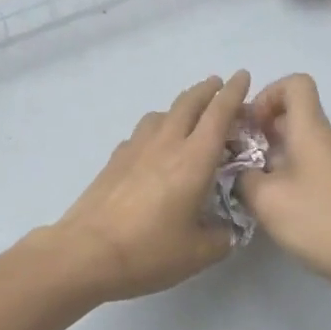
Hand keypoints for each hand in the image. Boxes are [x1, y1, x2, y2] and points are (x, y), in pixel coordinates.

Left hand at [51, 72, 252, 300]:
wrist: (87, 252)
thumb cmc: (149, 251)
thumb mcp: (198, 254)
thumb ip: (221, 237)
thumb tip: (227, 230)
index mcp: (194, 160)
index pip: (218, 114)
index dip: (233, 93)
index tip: (242, 75)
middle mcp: (166, 143)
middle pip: (188, 103)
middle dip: (206, 89)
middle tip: (218, 84)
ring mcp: (136, 147)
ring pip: (161, 113)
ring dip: (179, 106)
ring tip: (187, 114)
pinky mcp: (115, 158)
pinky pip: (142, 131)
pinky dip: (156, 128)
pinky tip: (154, 145)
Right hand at [239, 74, 330, 296]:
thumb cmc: (318, 221)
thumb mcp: (265, 199)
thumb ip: (242, 176)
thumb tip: (238, 168)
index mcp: (311, 129)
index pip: (295, 83)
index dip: (268, 94)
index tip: (249, 124)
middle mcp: (327, 138)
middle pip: (293, 113)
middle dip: (261, 128)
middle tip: (236, 156)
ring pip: (299, 140)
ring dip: (271, 153)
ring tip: (250, 183)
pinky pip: (309, 162)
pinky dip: (287, 170)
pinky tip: (275, 202)